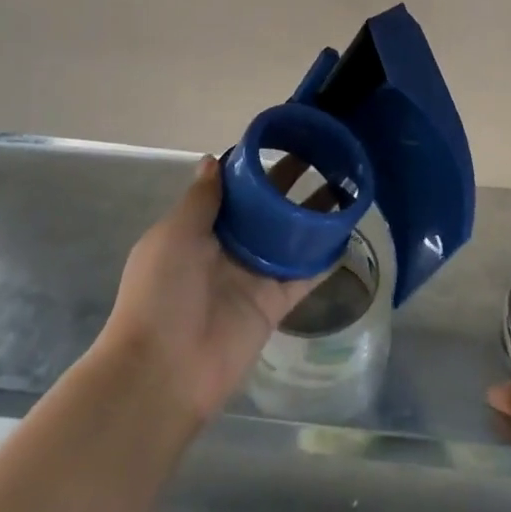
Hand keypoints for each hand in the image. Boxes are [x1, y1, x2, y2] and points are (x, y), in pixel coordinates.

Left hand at [99, 157, 320, 425]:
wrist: (164, 371)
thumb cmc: (162, 293)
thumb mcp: (174, 234)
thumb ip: (202, 198)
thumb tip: (213, 159)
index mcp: (200, 228)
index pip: (234, 190)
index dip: (257, 167)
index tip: (284, 140)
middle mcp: (228, 248)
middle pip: (266, 210)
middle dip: (291, 185)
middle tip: (325, 155)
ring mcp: (253, 276)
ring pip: (290, 238)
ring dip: (313, 216)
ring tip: (346, 186)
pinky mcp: (274, 303)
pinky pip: (304, 275)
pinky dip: (324, 258)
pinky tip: (348, 233)